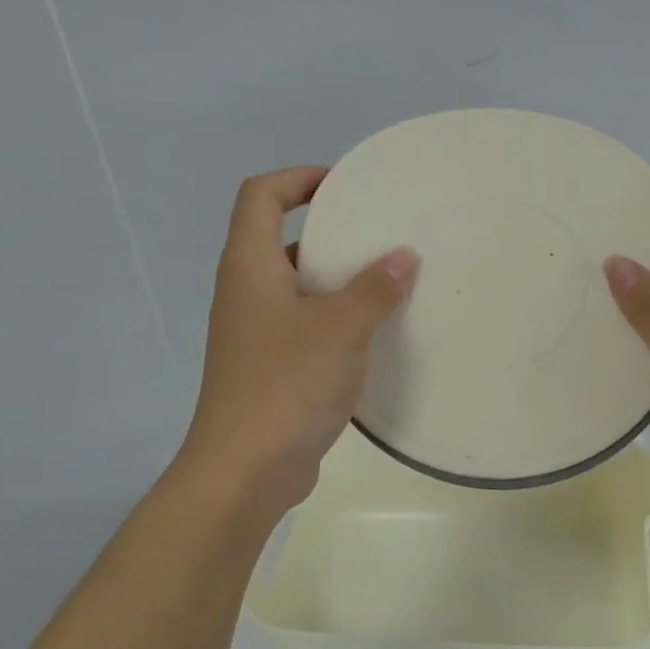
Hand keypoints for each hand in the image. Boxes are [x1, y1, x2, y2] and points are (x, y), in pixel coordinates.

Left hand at [175, 166, 416, 526]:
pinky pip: (305, 327)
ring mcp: (256, 335)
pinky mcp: (270, 370)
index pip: (261, 197)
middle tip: (379, 234)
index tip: (345, 185)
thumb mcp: (340, 328)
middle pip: (280, 241)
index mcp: (250, 267)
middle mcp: (246, 294)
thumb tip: (403, 256)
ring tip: (388, 281)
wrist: (246, 469)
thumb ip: (374, 289)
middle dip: (329, 232)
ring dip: (337, 281)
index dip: (298, 179)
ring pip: (297, 289)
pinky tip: (374, 335)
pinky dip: (335, 321)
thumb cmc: (287, 383)